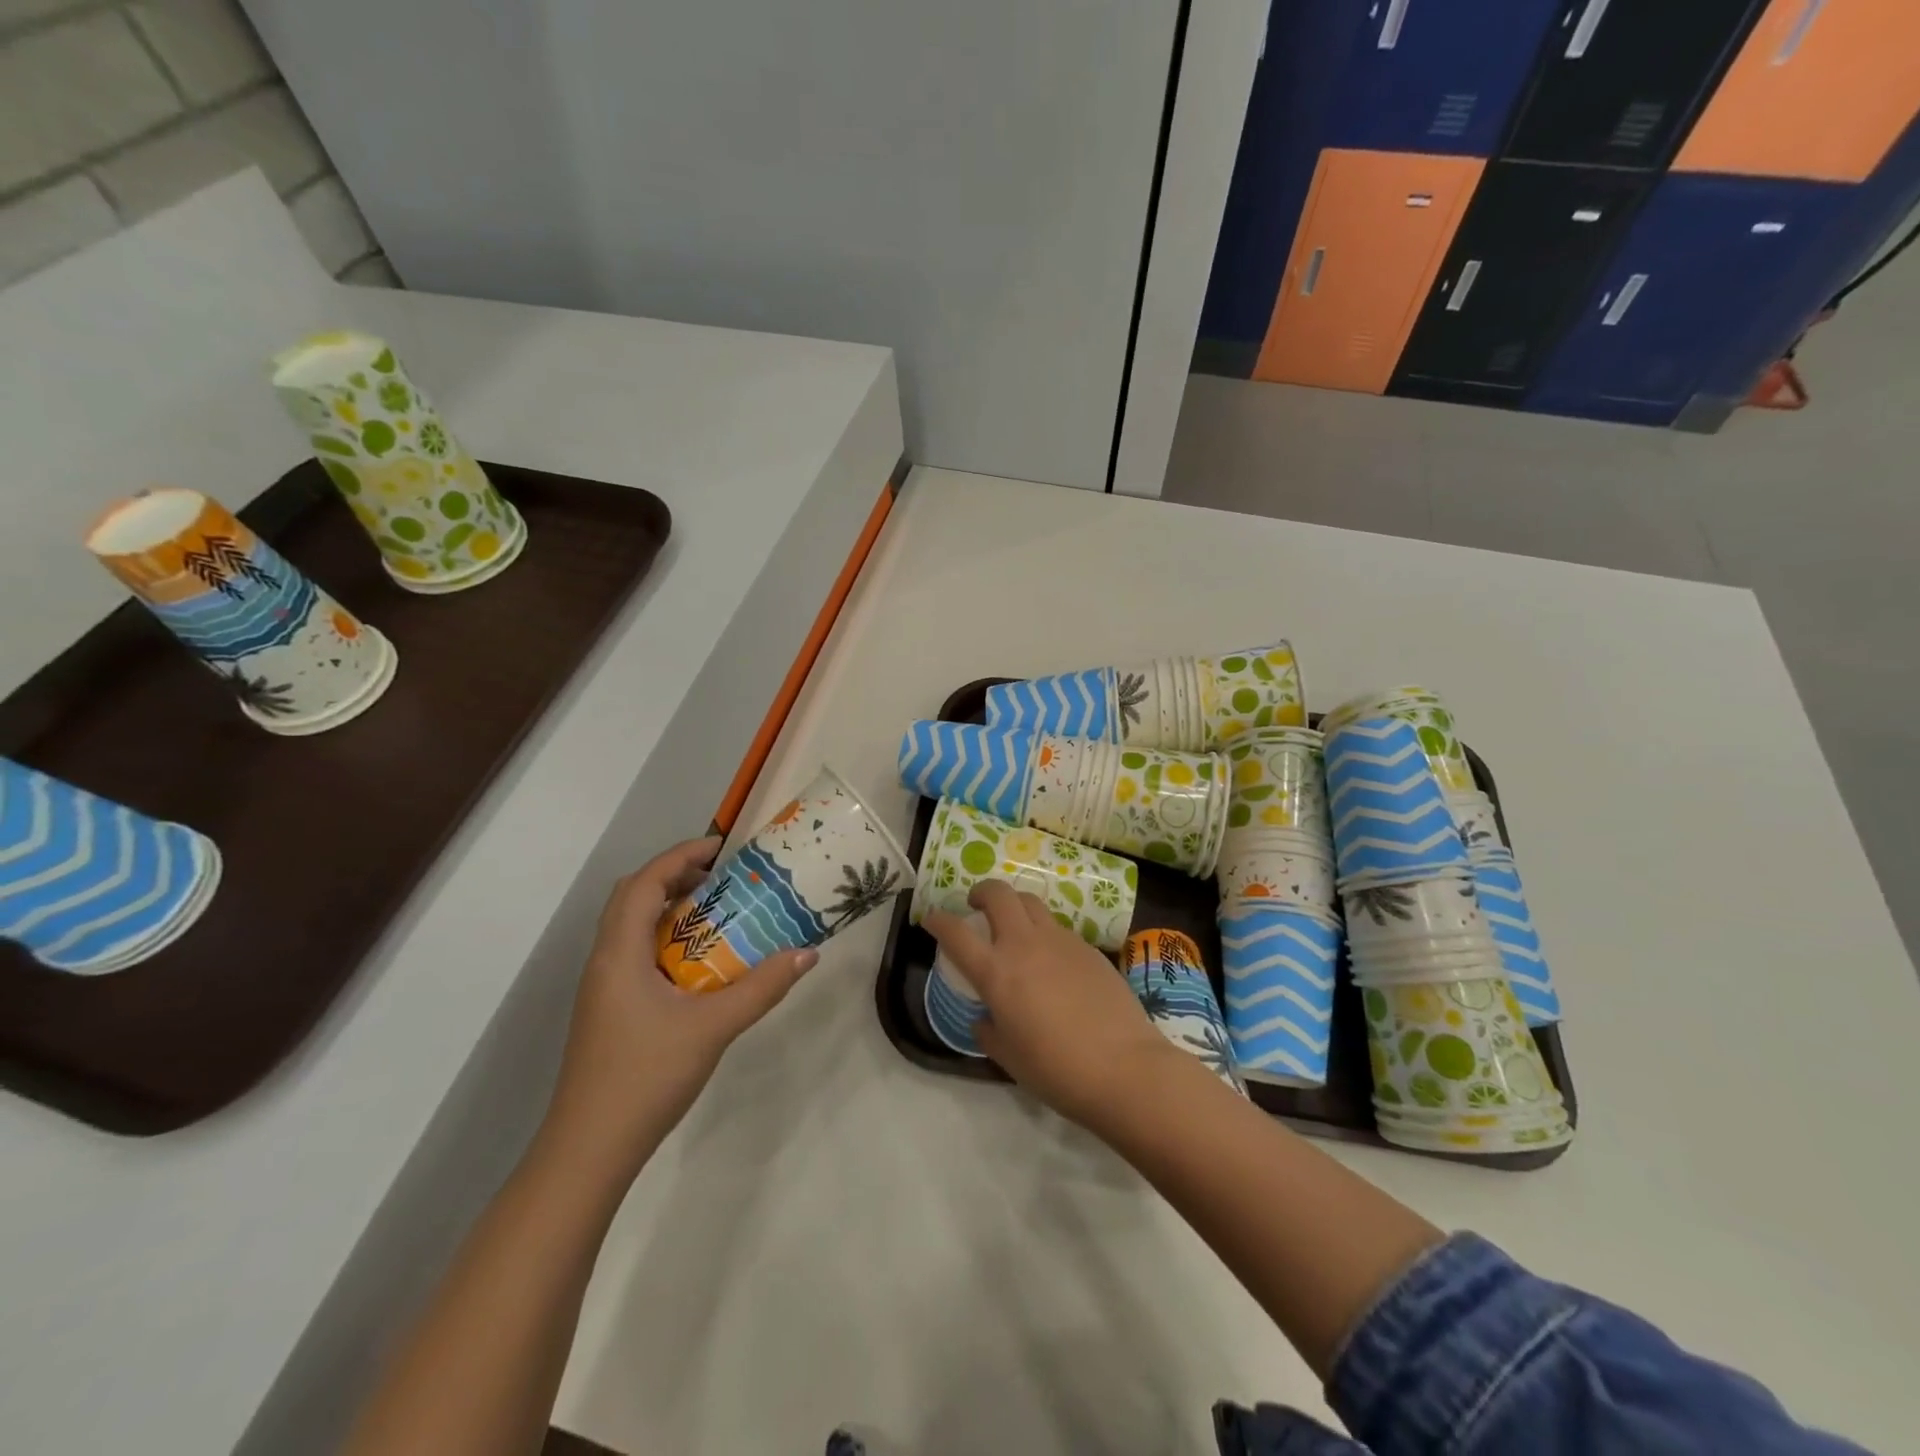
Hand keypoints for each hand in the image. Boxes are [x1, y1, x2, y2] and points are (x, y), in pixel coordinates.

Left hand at [543, 837, 816, 1178]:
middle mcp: (605, 962)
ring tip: (718, 914)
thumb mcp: (713, 1028)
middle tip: (722, 878)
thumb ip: (762, 988)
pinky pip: (637, 955)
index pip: (644, 883)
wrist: (589, 1150)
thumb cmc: (646, 1077)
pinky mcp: (609, 1011)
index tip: (721, 847)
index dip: (680, 855)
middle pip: (633, 898)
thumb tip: (807, 953)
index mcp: (620, 954)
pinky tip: (700, 966)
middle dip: (675, 876)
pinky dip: (667, 941)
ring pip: (632, 928)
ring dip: (670, 909)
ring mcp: (604, 989)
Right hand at [924, 880, 1177, 1129]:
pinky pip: (1057, 926)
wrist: (1124, 1067)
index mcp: (996, 972)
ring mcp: (1060, 940)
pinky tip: (1050, 957)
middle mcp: (1025, 945)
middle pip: (998, 894)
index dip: (938, 921)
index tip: (931, 919)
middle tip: (976, 906)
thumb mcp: (1009, 1058)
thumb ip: (989, 1032)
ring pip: (1031, 902)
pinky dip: (1044, 930)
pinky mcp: (1088, 947)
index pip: (956, 933)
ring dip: (1014, 904)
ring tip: (1014, 925)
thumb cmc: (1057, 1070)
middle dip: (982, 892)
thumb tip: (985, 1019)